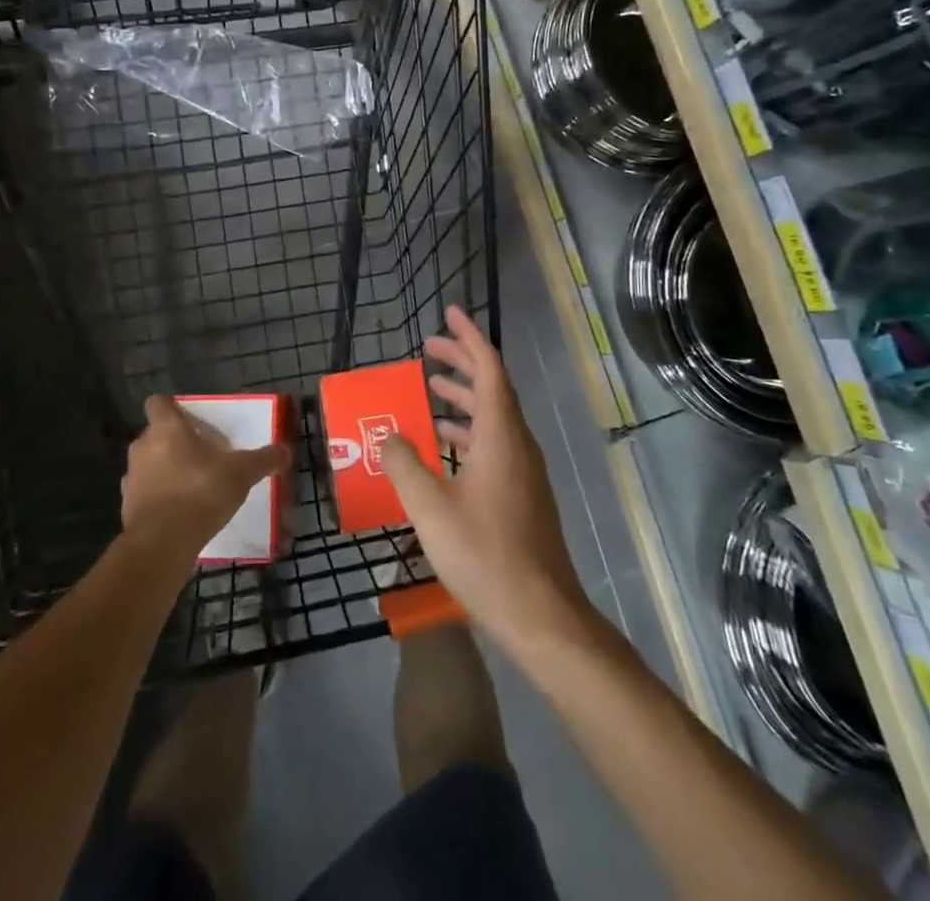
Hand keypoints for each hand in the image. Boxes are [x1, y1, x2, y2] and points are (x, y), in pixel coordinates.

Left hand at [122, 397, 288, 566]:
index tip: (187, 417)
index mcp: (166, 428)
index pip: (158, 402)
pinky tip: (180, 512)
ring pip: (148, 464)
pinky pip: (145, 493)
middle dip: (173, 441)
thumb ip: (263, 459)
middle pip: (154, 434)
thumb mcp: (241, 473)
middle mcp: (143, 447)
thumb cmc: (200, 492)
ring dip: (164, 470)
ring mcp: (131, 478)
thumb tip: (285, 450)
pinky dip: (159, 498)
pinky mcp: (127, 507)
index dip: (171, 406)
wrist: (162, 544)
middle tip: (199, 454)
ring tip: (191, 485)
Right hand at [380, 307, 589, 648]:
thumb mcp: (431, 509)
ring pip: (493, 416)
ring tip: (430, 388)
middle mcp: (517, 444)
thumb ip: (404, 464)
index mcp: (501, 436)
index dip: (468, 338)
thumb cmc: (485, 555)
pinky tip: (444, 445)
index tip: (449, 314)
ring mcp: (523, 470)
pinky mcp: (522, 493)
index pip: (489, 368)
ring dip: (464, 396)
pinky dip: (468, 429)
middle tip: (429, 347)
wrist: (542, 615)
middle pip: (492, 386)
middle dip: (462, 361)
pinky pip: (494, 441)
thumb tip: (387, 435)